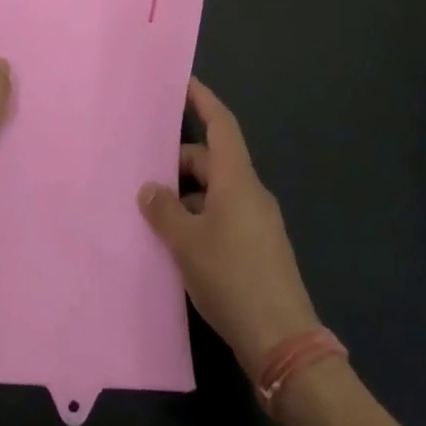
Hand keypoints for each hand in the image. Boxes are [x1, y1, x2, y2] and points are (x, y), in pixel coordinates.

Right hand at [139, 79, 319, 381]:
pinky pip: (222, 217)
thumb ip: (164, 210)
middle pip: (212, 160)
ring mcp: (257, 222)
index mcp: (237, 180)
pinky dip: (198, 218)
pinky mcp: (258, 250)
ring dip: (186, 195)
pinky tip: (174, 241)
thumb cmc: (232, 278)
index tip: (184, 82)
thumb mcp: (186, 243)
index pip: (221, 124)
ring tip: (150, 210)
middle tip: (142, 168)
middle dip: (179, 162)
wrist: (283, 343)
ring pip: (215, 192)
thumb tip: (150, 189)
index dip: (203, 100)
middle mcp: (250, 193)